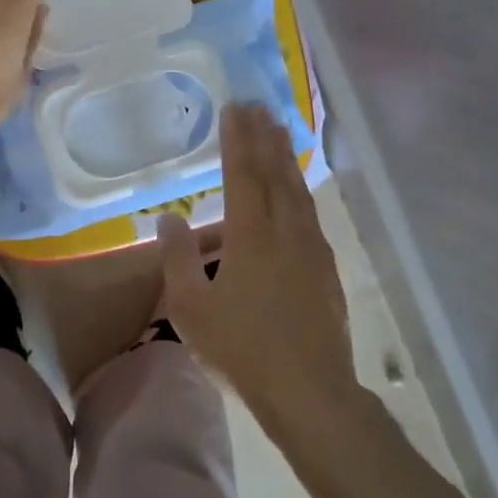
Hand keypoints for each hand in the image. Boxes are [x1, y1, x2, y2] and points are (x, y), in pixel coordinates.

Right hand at [158, 104, 354, 423]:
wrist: (310, 391)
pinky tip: (298, 192)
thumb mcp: (191, 308)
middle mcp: (285, 232)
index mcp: (251, 237)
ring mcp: (312, 249)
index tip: (234, 109)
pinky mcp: (327, 269)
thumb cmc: (241, 349)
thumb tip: (170, 217)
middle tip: (258, 106)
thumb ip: (177, 259)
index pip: (242, 176)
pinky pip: (310, 215)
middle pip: (275, 174)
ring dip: (285, 159)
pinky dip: (300, 191)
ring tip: (279, 132)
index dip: (237, 140)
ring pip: (298, 192)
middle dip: (264, 138)